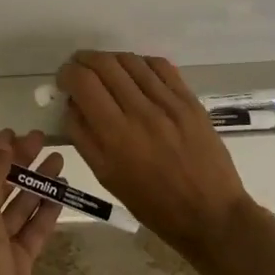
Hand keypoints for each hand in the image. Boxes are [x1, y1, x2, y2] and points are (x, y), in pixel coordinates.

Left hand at [0, 128, 62, 274]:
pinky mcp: (19, 261)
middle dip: (19, 163)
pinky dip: (46, 210)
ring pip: (19, 206)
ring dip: (37, 183)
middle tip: (42, 140)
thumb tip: (1, 143)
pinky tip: (62, 191)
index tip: (16, 133)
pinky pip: (33, 229)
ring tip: (59, 160)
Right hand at [56, 50, 257, 267]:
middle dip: (85, 61)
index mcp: (116, 135)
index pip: (83, 82)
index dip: (67, 73)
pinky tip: (136, 74)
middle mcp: (141, 112)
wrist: (210, 214)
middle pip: (105, 64)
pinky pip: (160, 66)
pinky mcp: (190, 101)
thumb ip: (83, 136)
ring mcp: (169, 103)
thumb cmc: (152, 204)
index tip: (64, 80)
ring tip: (106, 71)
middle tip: (80, 70)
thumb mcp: (106, 177)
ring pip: (131, 60)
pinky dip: (140, 63)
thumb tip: (71, 103)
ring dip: (111, 60)